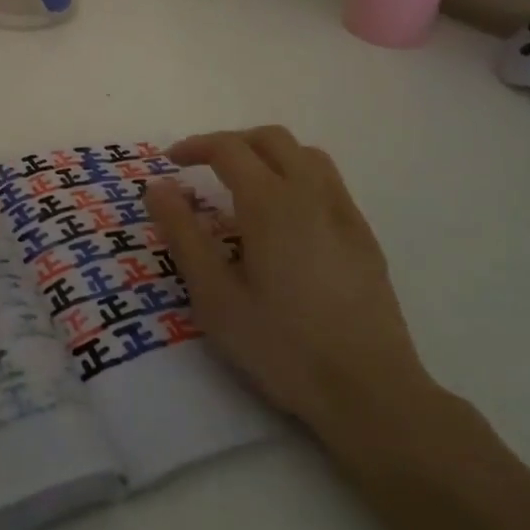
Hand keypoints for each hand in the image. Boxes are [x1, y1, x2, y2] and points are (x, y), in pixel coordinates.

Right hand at [145, 127, 433, 437]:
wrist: (371, 391)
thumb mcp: (215, 297)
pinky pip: (328, 181)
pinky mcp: (364, 235)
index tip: (172, 161)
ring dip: (269, 153)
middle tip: (205, 167)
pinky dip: (298, 175)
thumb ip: (183, 235)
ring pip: (305, 154)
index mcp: (269, 201)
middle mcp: (309, 192)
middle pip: (270, 138)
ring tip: (247, 183)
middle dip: (232, 142)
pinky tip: (289, 217)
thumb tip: (158, 186)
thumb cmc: (283, 346)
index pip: (228, 148)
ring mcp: (343, 211)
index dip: (196, 146)